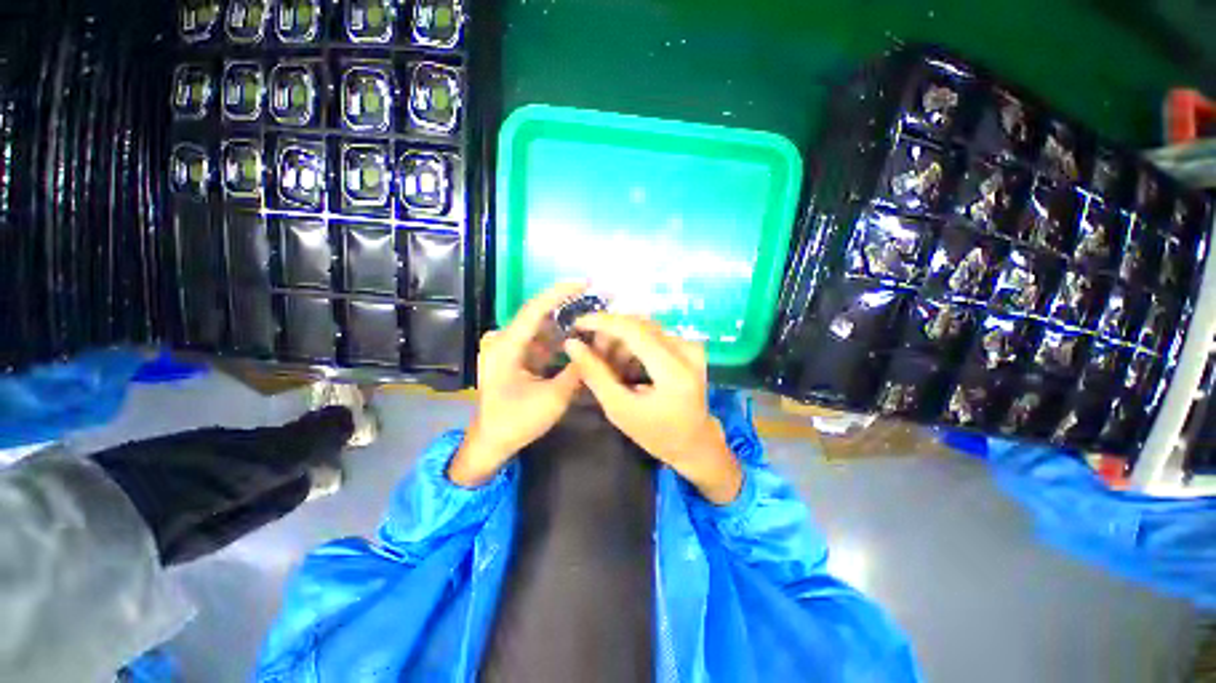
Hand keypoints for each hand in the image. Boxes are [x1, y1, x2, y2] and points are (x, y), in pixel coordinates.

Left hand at [448, 282, 586, 486]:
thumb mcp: (553, 398)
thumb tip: (598, 346)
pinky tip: (577, 339)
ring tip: (592, 321)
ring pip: (541, 328)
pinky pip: (539, 341)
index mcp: (506, 346)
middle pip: (540, 316)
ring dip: (565, 325)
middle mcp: (503, 340)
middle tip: (596, 304)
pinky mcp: (513, 356)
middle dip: (568, 309)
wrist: (491, 442)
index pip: (535, 308)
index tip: (586, 282)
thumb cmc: (516, 422)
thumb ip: (577, 370)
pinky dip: (558, 340)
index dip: (561, 292)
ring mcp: (507, 348)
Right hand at [564, 314, 742, 503]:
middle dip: (609, 333)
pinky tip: (623, 362)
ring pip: (645, 328)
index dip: (602, 322)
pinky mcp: (689, 347)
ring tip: (606, 362)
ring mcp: (691, 346)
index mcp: (673, 370)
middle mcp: (687, 350)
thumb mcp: (620, 409)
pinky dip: (633, 344)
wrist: (694, 442)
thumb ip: (595, 374)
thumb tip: (572, 344)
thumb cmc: (656, 433)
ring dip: (620, 340)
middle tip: (590, 351)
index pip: (634, 330)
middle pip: (639, 325)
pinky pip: (654, 334)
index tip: (577, 324)